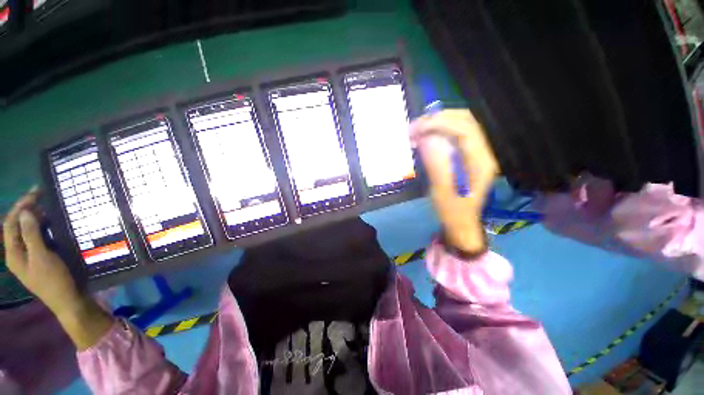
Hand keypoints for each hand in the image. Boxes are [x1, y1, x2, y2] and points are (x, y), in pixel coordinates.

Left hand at [3, 187, 83, 316]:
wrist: (68, 300)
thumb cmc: (54, 280)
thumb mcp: (42, 258)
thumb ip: (31, 235)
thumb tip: (26, 212)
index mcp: (13, 253)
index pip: (11, 223)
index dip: (20, 206)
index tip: (36, 193)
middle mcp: (17, 253)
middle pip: (17, 226)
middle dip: (27, 210)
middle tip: (43, 196)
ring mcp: (29, 256)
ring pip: (27, 231)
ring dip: (35, 218)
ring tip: (48, 208)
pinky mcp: (40, 258)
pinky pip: (36, 238)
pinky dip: (42, 228)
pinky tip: (52, 224)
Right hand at [410, 109, 498, 252]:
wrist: (461, 222)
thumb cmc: (452, 211)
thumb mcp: (442, 192)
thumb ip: (436, 165)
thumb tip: (426, 140)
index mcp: (480, 162)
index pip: (465, 129)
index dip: (441, 123)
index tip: (417, 129)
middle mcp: (482, 152)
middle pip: (465, 121)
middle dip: (437, 119)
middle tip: (414, 128)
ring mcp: (475, 152)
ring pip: (459, 125)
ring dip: (437, 123)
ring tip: (416, 131)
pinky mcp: (466, 155)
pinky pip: (453, 135)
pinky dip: (437, 132)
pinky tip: (424, 137)